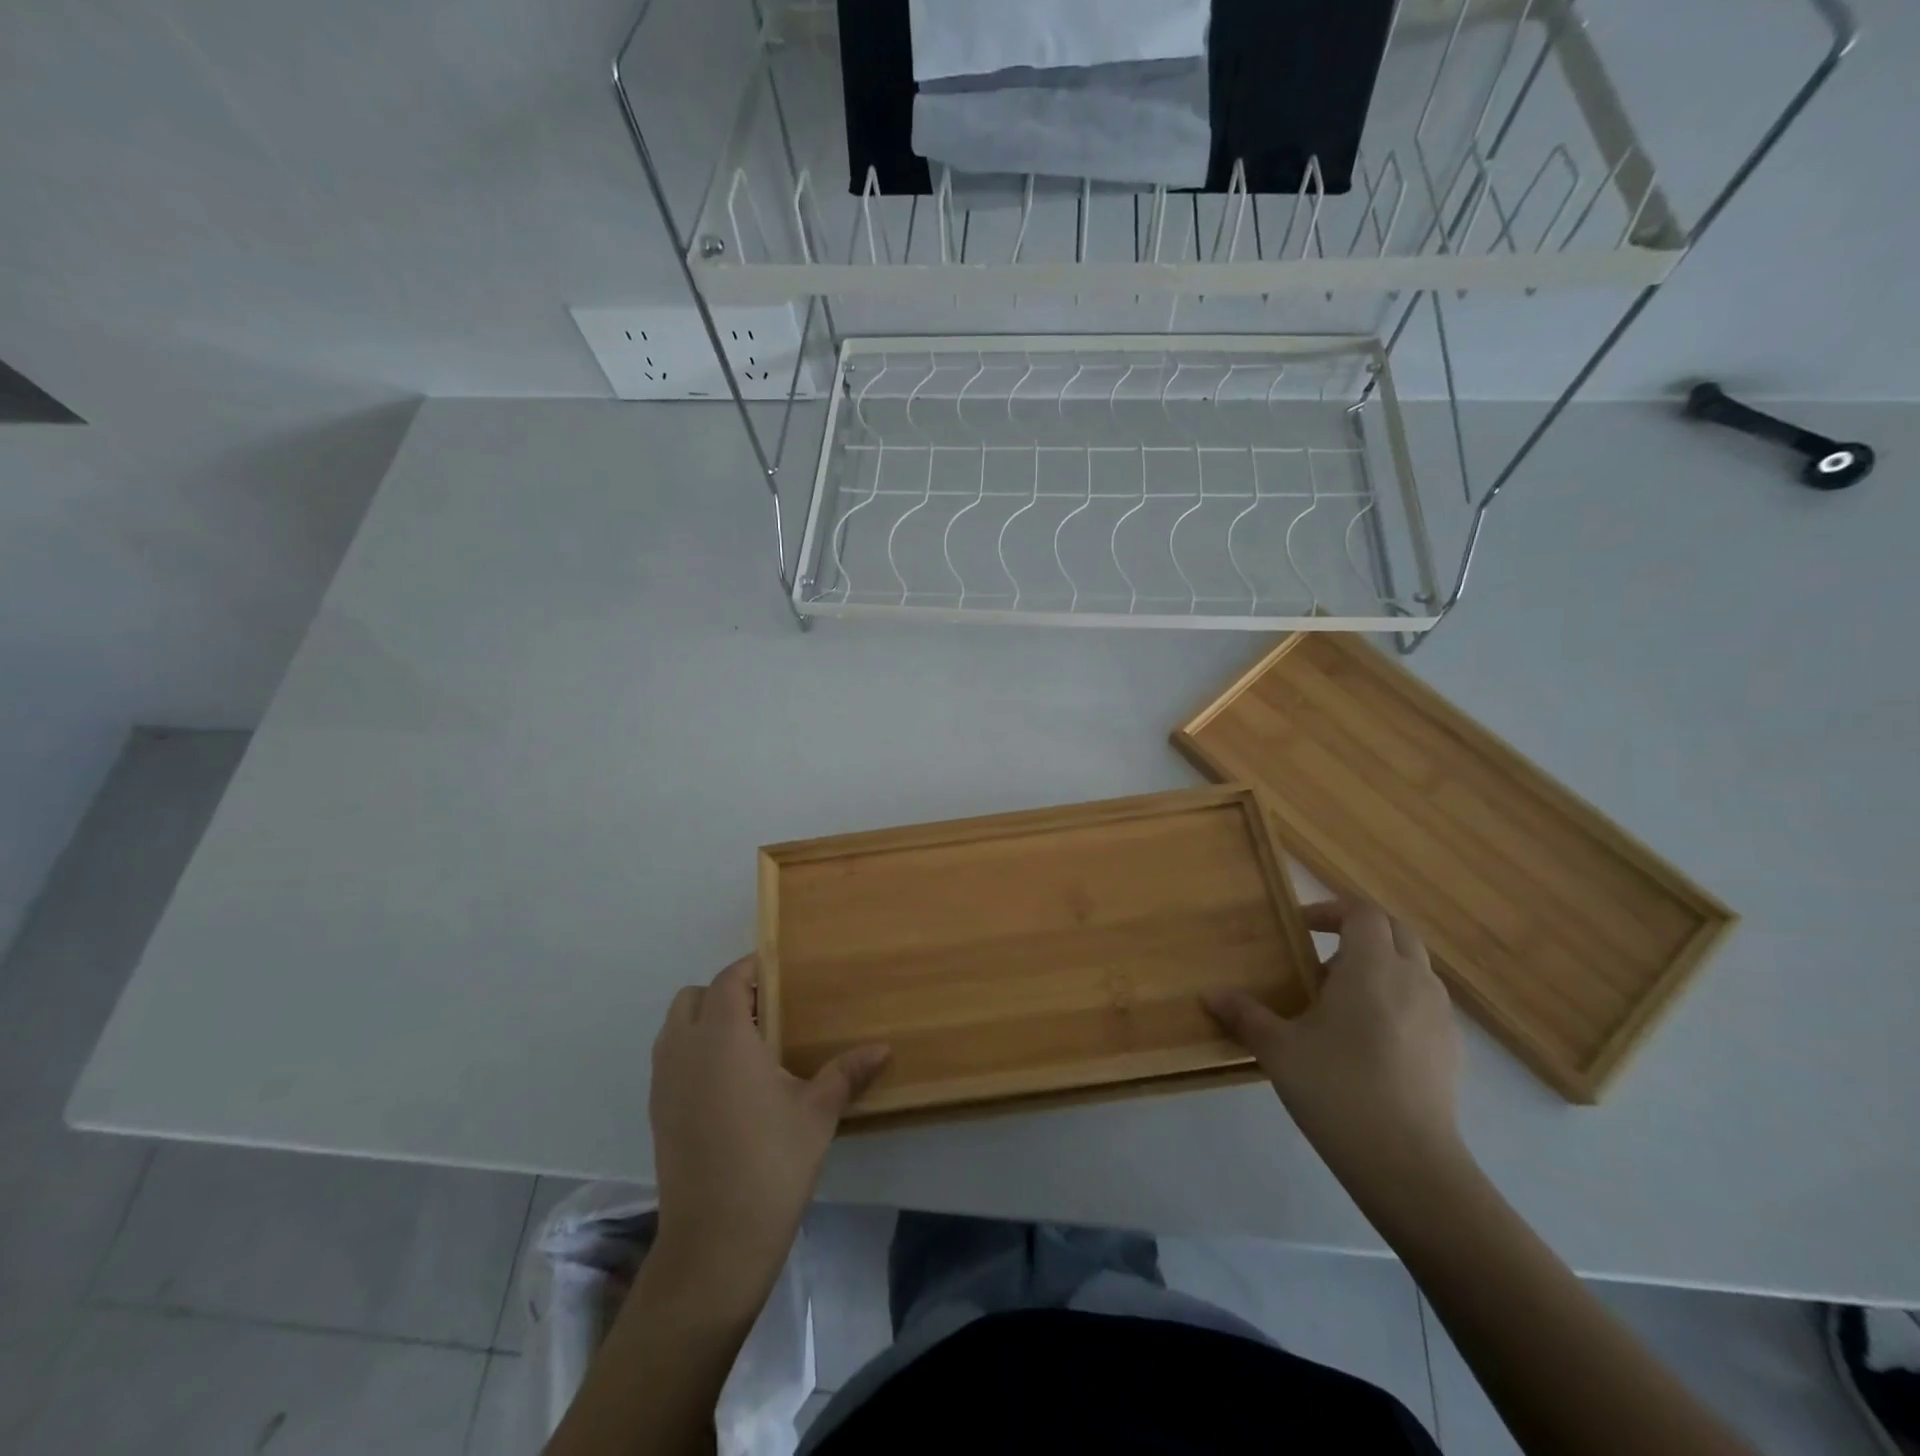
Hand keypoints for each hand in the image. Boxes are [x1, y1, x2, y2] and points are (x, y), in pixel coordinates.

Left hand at [649, 956, 888, 1307]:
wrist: (715, 1242)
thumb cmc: (772, 1163)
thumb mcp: (818, 1112)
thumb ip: (846, 1072)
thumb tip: (884, 1048)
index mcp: (723, 1037)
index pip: (728, 980)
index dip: (752, 969)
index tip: (780, 971)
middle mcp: (685, 1050)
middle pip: (693, 997)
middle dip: (724, 993)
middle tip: (766, 1010)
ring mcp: (664, 1083)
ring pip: (675, 1028)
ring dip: (704, 1022)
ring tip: (748, 1045)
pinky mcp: (657, 1113)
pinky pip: (670, 1060)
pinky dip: (693, 1053)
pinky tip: (729, 1084)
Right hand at [1204, 900, 1463, 1190]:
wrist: (1409, 1164)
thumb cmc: (1337, 1088)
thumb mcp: (1278, 1048)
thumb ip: (1244, 1014)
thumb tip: (1210, 993)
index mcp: (1372, 967)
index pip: (1362, 912)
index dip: (1330, 909)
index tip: (1299, 927)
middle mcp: (1413, 980)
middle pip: (1396, 931)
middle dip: (1360, 931)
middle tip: (1321, 953)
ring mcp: (1440, 1016)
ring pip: (1414, 968)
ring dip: (1381, 966)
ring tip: (1342, 999)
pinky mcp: (1453, 1051)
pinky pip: (1425, 1004)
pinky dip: (1399, 1000)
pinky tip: (1370, 1039)